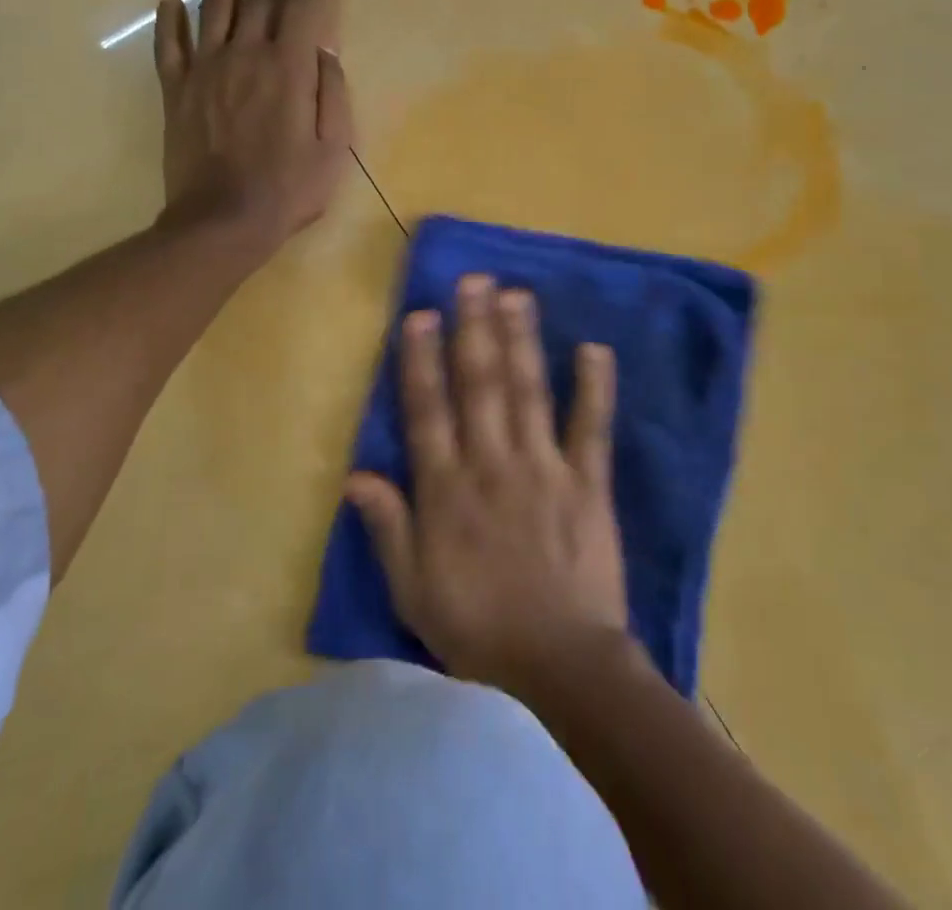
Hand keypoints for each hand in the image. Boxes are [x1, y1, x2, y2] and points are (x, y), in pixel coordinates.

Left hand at [154, 0, 351, 250]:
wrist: (222, 221)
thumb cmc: (288, 188)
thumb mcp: (333, 147)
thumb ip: (332, 93)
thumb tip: (324, 52)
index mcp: (289, 67)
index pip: (306, 6)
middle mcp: (246, 55)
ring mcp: (206, 70)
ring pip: (214, 8)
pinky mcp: (177, 91)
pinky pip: (170, 47)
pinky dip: (170, 21)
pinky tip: (170, 0)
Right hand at [345, 275, 630, 697]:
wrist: (558, 671)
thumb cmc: (477, 630)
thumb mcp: (412, 590)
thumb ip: (387, 528)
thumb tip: (356, 474)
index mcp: (447, 490)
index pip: (428, 410)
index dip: (422, 360)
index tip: (422, 314)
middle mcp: (492, 464)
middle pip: (480, 385)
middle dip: (474, 328)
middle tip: (473, 280)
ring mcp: (543, 469)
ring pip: (528, 391)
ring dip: (521, 340)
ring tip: (516, 295)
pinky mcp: (587, 484)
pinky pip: (590, 428)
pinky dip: (594, 388)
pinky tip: (595, 348)